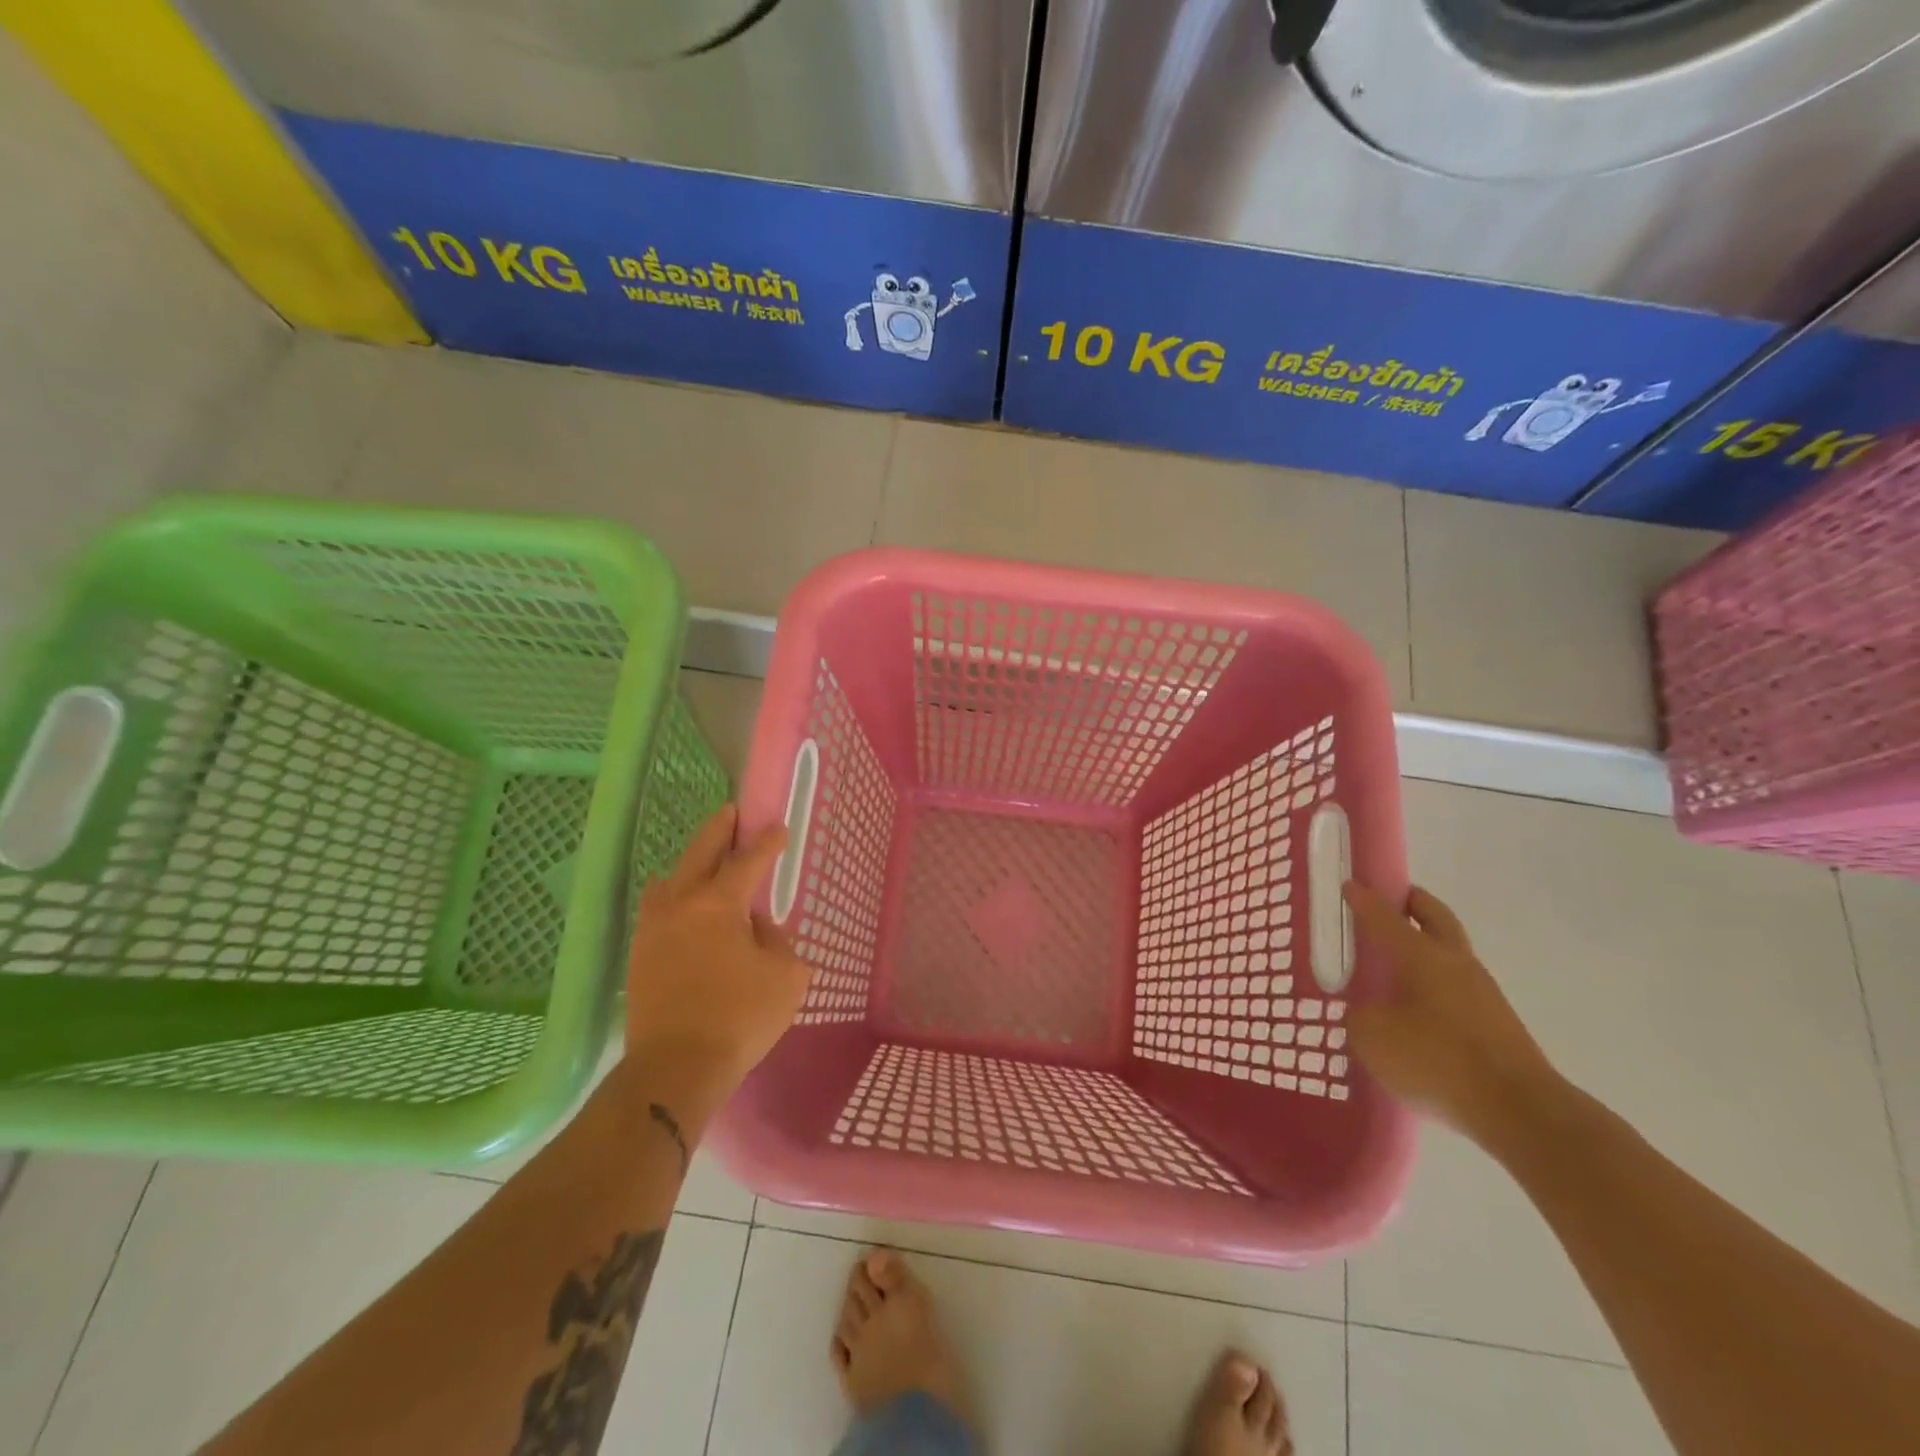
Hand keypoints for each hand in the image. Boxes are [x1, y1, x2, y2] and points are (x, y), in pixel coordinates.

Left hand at [623, 806, 811, 1098]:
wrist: (675, 1068)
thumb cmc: (739, 1017)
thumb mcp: (787, 976)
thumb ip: (777, 941)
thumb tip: (756, 930)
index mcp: (718, 903)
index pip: (748, 861)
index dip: (766, 843)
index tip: (778, 828)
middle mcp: (680, 904)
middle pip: (699, 853)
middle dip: (718, 829)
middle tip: (732, 813)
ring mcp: (653, 929)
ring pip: (669, 880)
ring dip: (689, 864)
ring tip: (704, 865)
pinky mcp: (640, 956)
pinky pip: (658, 910)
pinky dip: (674, 898)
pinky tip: (685, 910)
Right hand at [1343, 883, 1559, 1140]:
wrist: (1521, 1113)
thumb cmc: (1438, 1061)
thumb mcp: (1373, 1038)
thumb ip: (1360, 1016)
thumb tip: (1365, 1012)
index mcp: (1423, 956)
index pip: (1386, 917)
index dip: (1364, 900)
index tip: (1349, 885)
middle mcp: (1456, 964)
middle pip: (1436, 918)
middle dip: (1412, 904)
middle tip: (1390, 901)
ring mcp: (1483, 994)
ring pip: (1450, 952)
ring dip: (1426, 945)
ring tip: (1395, 959)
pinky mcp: (1497, 1025)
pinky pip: (1457, 988)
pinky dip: (1435, 982)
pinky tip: (1417, 1006)